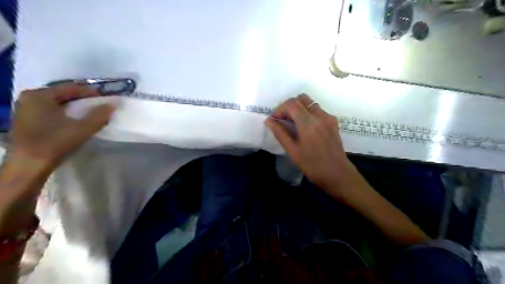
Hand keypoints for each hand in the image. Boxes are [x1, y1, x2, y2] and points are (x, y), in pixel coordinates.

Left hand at [9, 82, 115, 170]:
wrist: (29, 165)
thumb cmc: (56, 142)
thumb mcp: (83, 128)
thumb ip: (99, 115)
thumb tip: (114, 104)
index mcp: (40, 95)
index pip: (71, 88)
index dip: (91, 92)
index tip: (106, 98)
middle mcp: (30, 98)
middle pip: (62, 94)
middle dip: (82, 99)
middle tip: (99, 105)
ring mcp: (25, 109)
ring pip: (56, 102)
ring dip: (74, 106)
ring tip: (89, 112)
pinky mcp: (26, 120)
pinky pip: (50, 109)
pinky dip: (64, 112)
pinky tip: (74, 119)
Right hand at [265, 95, 358, 197]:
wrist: (338, 174)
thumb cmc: (312, 166)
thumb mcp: (292, 151)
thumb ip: (280, 133)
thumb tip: (269, 120)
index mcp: (309, 123)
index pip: (291, 103)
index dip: (280, 109)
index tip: (275, 120)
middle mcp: (320, 115)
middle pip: (302, 98)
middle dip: (289, 106)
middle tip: (283, 120)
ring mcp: (329, 117)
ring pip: (310, 103)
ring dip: (299, 109)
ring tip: (293, 124)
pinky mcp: (333, 122)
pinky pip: (317, 111)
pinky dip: (308, 114)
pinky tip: (305, 128)